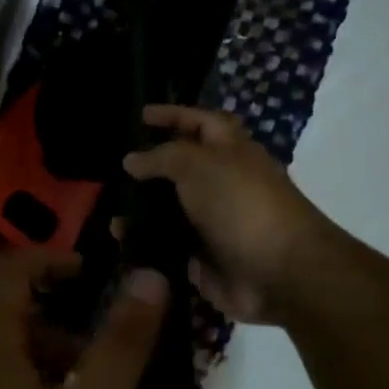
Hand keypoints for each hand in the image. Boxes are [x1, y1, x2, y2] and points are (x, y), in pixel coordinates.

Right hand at [123, 106, 328, 324]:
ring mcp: (211, 225)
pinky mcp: (201, 259)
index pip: (201, 123)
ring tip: (110, 210)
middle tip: (114, 170)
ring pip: (168, 212)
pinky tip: (118, 240)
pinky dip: (142, 245)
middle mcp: (222, 186)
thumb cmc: (242, 205)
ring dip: (139, 211)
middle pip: (181, 170)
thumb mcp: (200, 165)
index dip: (174, 115)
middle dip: (150, 169)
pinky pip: (164, 248)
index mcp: (232, 153)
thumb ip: (162, 157)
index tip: (141, 115)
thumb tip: (132, 160)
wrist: (278, 273)